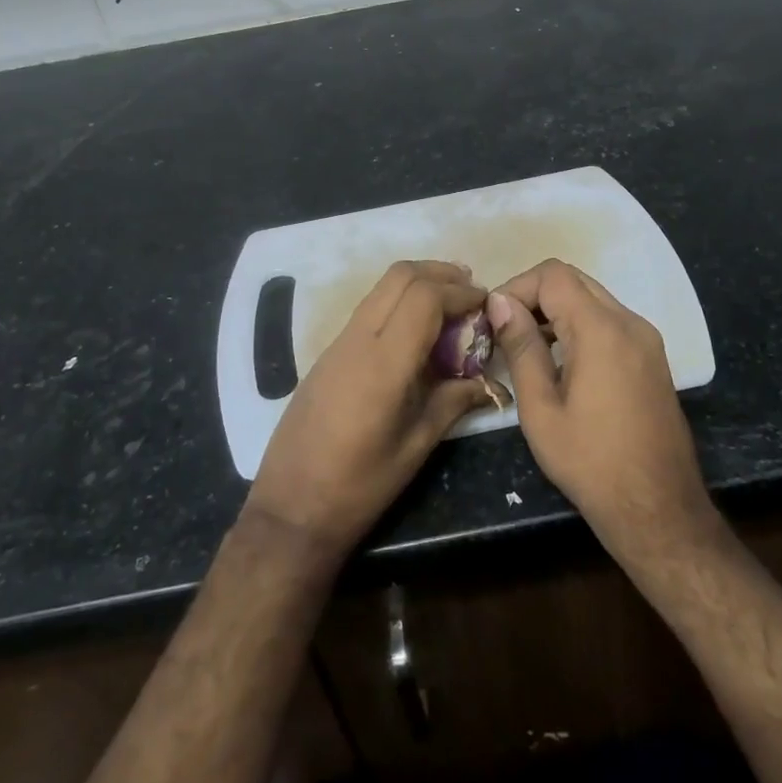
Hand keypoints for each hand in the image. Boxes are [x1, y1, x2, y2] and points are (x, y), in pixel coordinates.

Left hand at [245, 261, 492, 556]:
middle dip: (441, 274)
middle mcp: (358, 339)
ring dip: (418, 284)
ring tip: (450, 307)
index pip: (425, 297)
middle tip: (471, 294)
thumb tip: (491, 383)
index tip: (487, 304)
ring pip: (382, 287)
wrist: (290, 508)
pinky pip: (369, 309)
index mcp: (383, 363)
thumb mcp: (415, 447)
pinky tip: (418, 332)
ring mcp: (338, 342)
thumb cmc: (358, 487)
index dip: (460, 292)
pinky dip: (399, 302)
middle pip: (400, 276)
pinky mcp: (328, 353)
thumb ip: (453, 402)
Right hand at [488, 260, 717, 566]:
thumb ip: (521, 347)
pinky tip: (559, 361)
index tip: (494, 320)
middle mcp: (630, 322)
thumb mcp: (541, 408)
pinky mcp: (652, 357)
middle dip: (534, 295)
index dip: (517, 287)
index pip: (553, 275)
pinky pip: (609, 321)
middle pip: (574, 280)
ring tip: (526, 346)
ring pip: (592, 298)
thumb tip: (500, 303)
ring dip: (556, 310)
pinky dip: (579, 325)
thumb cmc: (591, 463)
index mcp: (602, 330)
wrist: (659, 510)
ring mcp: (646, 339)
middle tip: (506, 330)